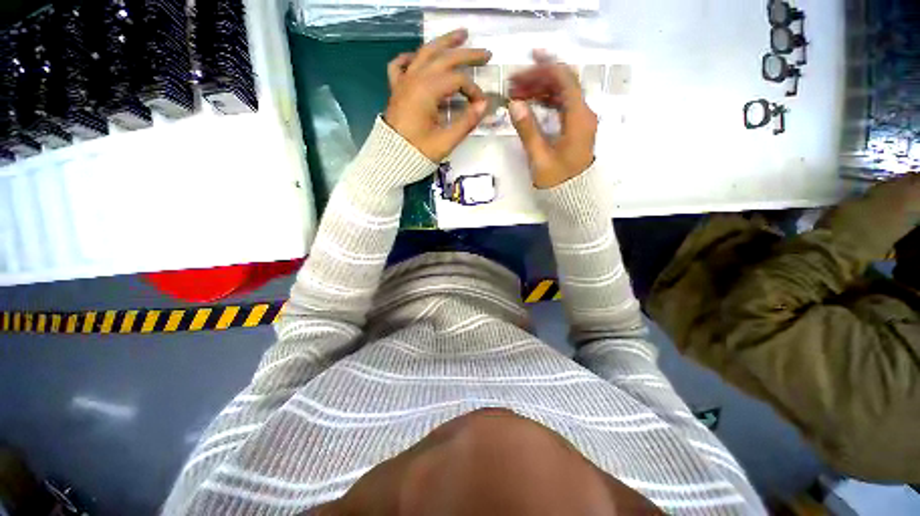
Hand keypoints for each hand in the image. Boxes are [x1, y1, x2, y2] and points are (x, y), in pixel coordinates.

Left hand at [384, 29, 490, 161]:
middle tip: (486, 53)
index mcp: (427, 90)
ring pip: (424, 53)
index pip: (457, 80)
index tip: (481, 104)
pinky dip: (410, 57)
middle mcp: (415, 78)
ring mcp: (403, 81)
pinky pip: (400, 64)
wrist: (390, 158)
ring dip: (443, 43)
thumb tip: (484, 105)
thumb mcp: (445, 141)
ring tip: (460, 35)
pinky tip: (418, 57)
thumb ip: (466, 122)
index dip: (473, 89)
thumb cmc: (418, 152)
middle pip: (444, 58)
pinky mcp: (396, 88)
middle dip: (467, 54)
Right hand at [507, 51, 597, 188]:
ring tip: (518, 93)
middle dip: (538, 78)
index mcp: (579, 117)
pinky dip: (546, 101)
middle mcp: (583, 113)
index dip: (545, 67)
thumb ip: (527, 129)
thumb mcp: (540, 157)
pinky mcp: (575, 128)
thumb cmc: (558, 180)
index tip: (525, 62)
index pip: (565, 80)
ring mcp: (580, 120)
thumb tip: (514, 104)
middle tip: (513, 84)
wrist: (574, 197)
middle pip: (563, 84)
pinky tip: (530, 103)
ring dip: (541, 89)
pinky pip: (561, 106)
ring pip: (562, 94)